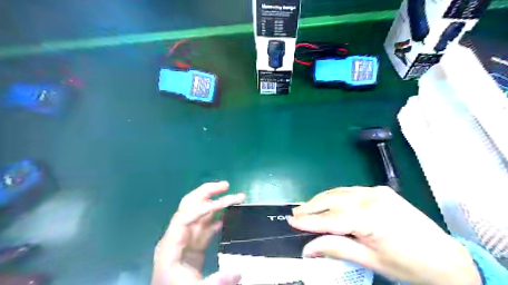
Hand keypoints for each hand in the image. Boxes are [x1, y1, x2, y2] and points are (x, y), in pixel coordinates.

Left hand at [150, 182, 245, 284]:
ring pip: (201, 214)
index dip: (202, 208)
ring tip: (236, 197)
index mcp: (171, 245)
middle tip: (226, 185)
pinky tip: (231, 214)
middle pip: (189, 206)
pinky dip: (219, 218)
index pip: (184, 217)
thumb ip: (217, 281)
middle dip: (207, 193)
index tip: (222, 204)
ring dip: (218, 204)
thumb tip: (240, 272)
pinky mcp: (194, 244)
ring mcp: (187, 239)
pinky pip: (207, 226)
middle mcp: (178, 236)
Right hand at [288, 186, 480, 284]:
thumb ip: (336, 249)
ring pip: (340, 192)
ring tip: (306, 207)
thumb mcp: (370, 261)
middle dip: (311, 206)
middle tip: (294, 213)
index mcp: (372, 219)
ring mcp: (377, 191)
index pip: (331, 218)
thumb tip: (307, 249)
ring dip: (322, 200)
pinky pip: (351, 191)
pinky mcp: (381, 190)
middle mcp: (373, 198)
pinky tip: (328, 202)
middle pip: (333, 200)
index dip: (309, 221)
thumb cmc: (408, 267)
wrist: (447, 259)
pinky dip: (336, 197)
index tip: (291, 221)